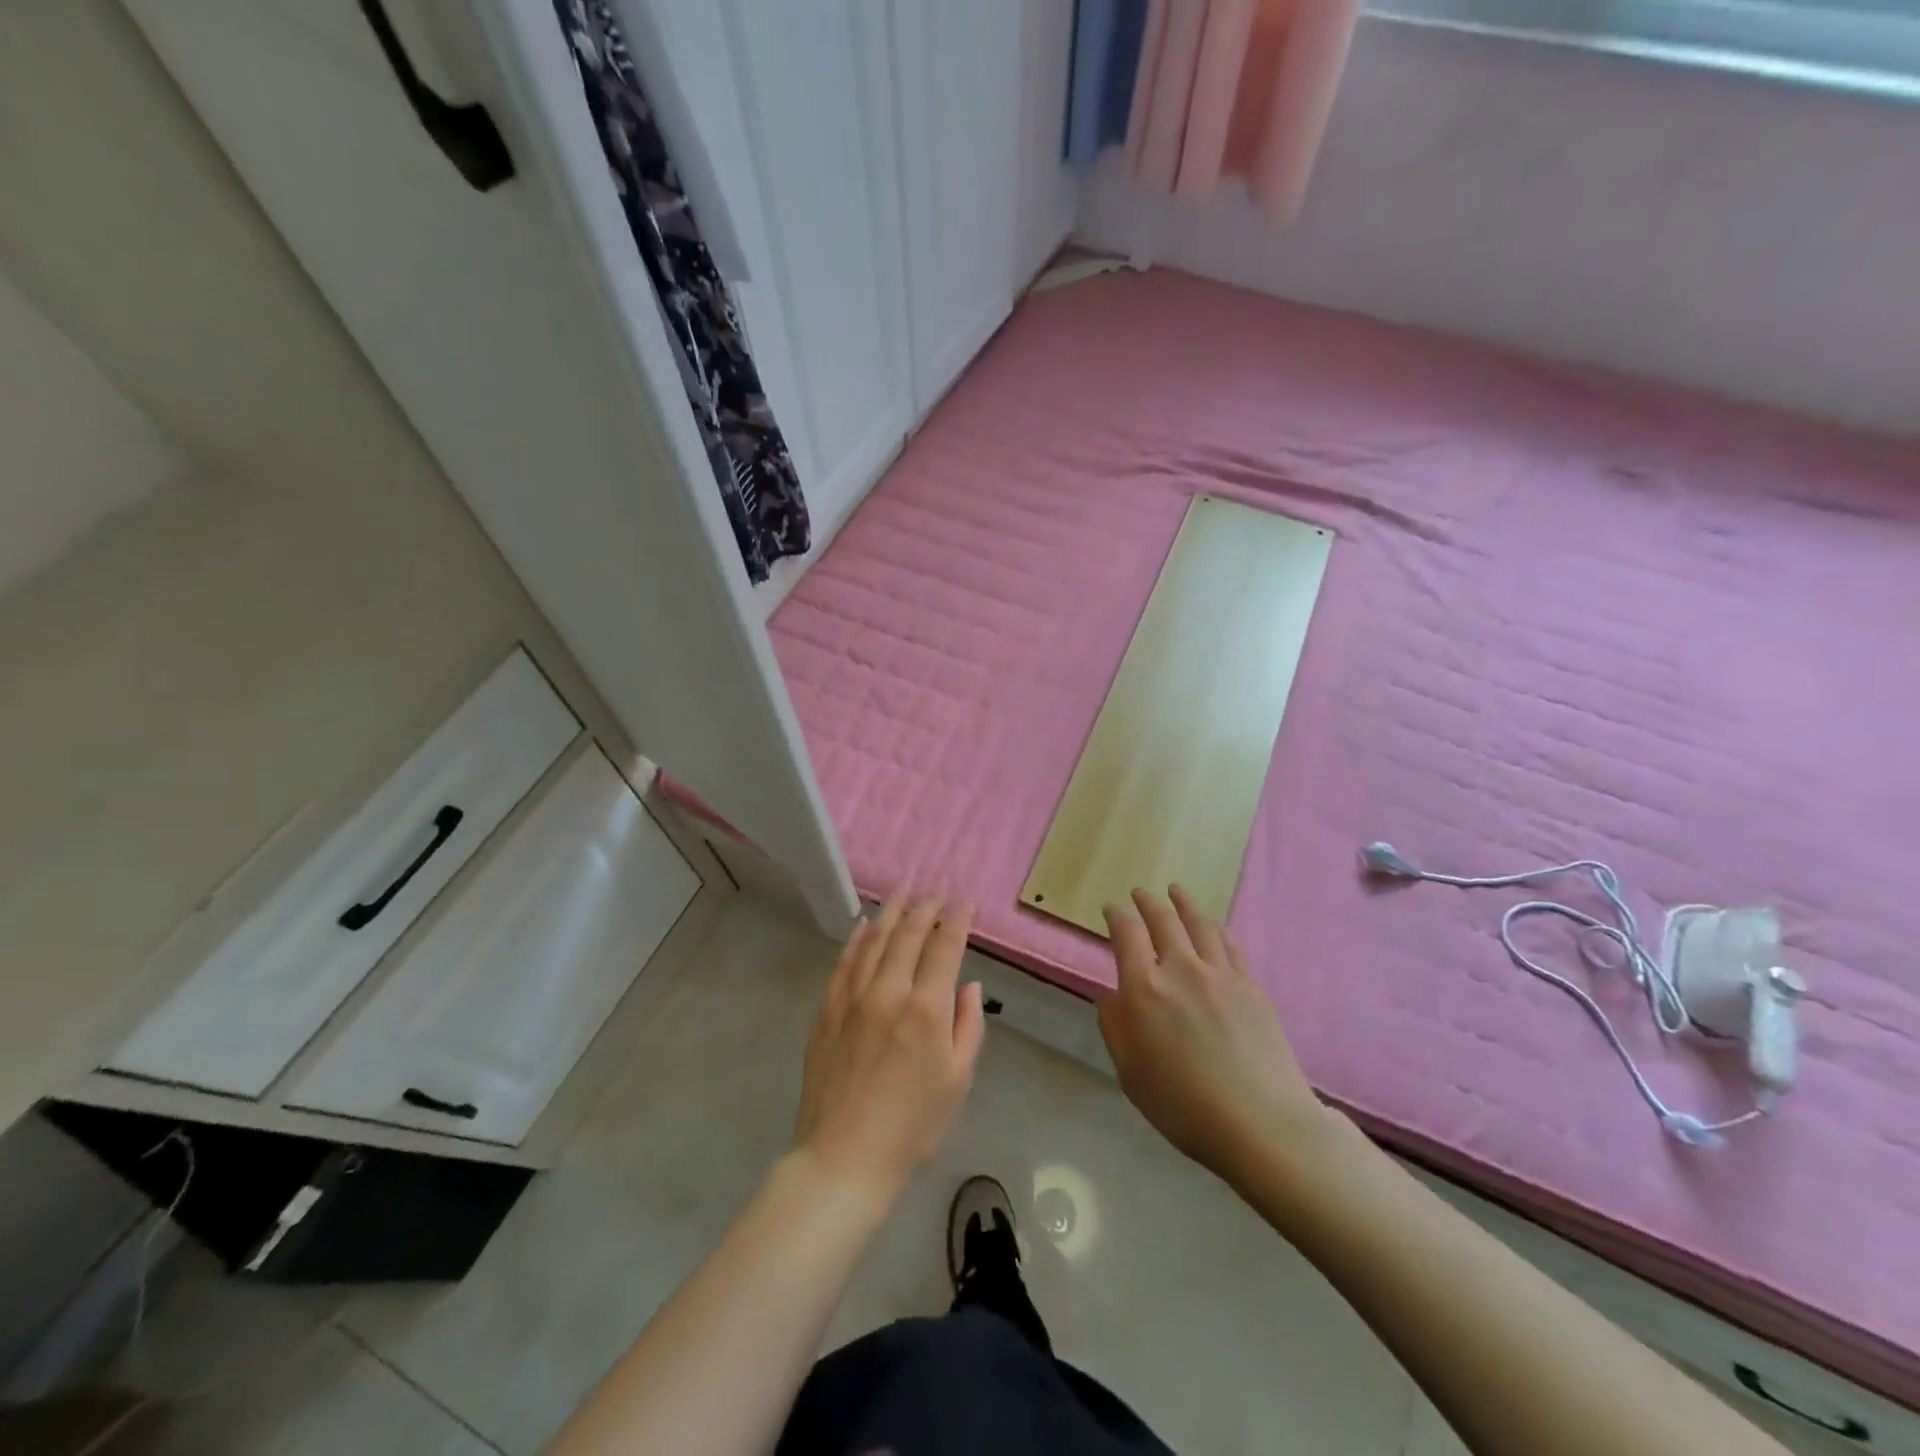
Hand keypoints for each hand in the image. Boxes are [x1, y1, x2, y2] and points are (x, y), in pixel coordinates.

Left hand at [793, 893, 984, 1204]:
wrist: (844, 1158)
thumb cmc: (914, 1126)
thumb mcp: (959, 1081)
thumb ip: (968, 1026)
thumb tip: (968, 985)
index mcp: (926, 1008)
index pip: (945, 947)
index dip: (957, 920)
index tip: (964, 901)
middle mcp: (888, 992)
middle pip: (908, 935)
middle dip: (925, 909)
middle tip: (935, 892)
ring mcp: (852, 999)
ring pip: (873, 941)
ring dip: (891, 913)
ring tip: (902, 892)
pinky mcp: (827, 1012)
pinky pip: (844, 963)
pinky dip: (856, 939)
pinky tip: (863, 925)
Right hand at [1099, 886, 1326, 1189]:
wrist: (1261, 1122)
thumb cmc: (1184, 1106)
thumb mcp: (1130, 1073)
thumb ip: (1115, 1027)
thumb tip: (1111, 994)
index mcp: (1143, 989)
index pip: (1126, 934)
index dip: (1117, 915)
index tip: (1112, 908)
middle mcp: (1180, 969)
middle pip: (1162, 920)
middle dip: (1147, 902)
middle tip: (1140, 893)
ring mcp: (1220, 973)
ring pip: (1199, 924)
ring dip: (1183, 903)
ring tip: (1176, 891)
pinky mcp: (1250, 985)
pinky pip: (1229, 943)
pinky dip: (1215, 927)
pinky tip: (1212, 925)